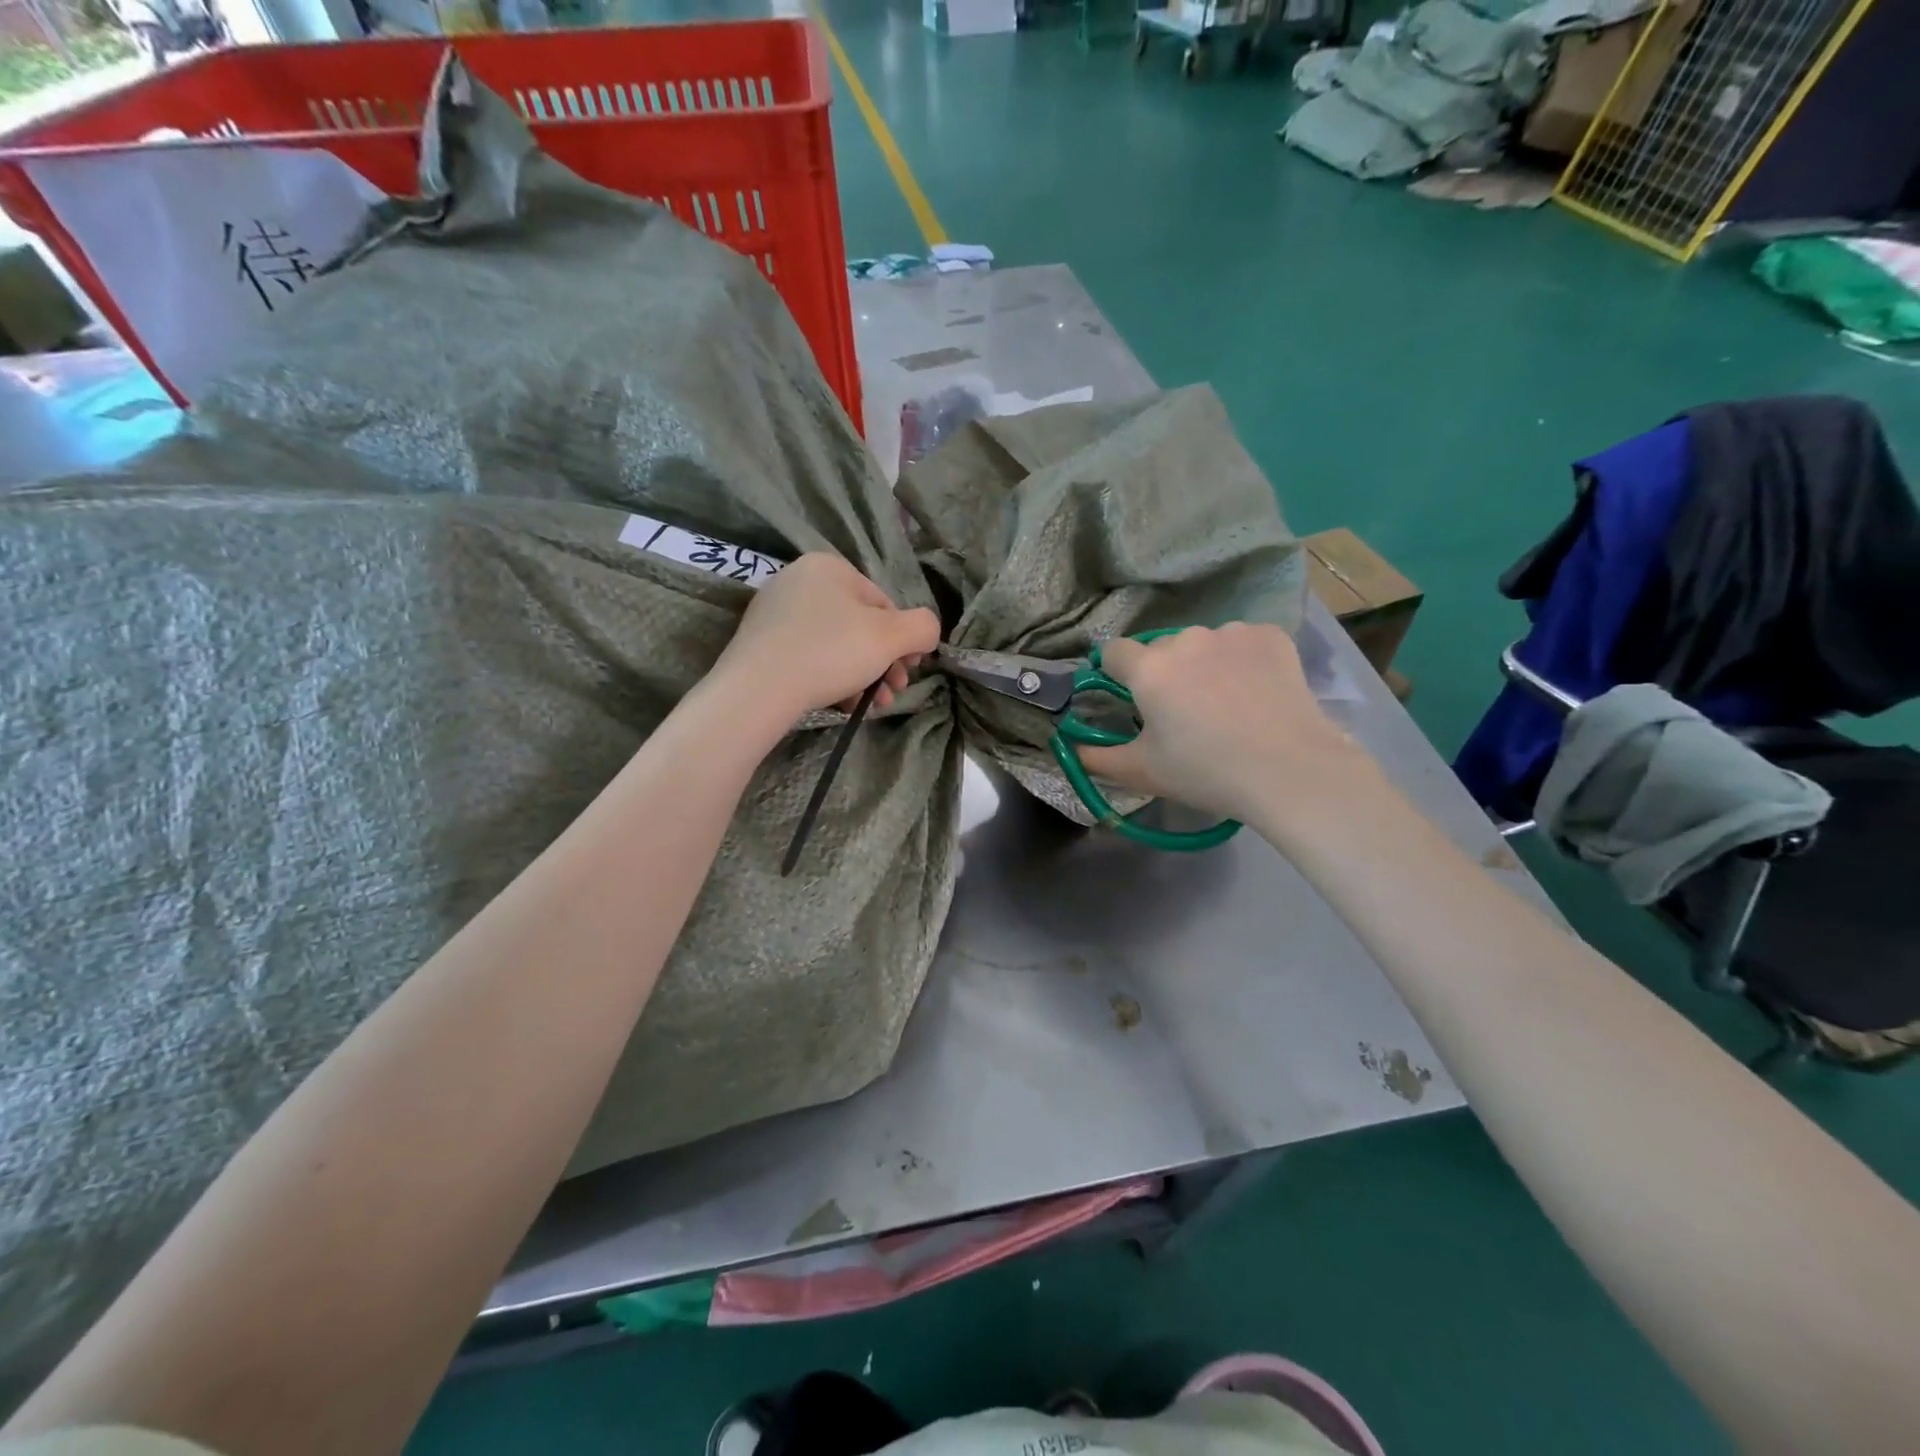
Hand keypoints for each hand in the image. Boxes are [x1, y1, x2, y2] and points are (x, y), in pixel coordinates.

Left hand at [708, 554, 941, 726]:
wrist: (758, 689)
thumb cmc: (831, 653)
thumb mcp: (892, 638)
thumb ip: (923, 627)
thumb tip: (926, 633)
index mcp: (830, 566)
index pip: (884, 604)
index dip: (903, 641)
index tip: (908, 671)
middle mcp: (799, 579)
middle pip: (859, 625)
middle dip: (883, 663)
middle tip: (892, 693)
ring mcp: (775, 611)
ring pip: (835, 644)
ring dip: (862, 676)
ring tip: (871, 706)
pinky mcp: (760, 641)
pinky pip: (808, 656)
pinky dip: (830, 678)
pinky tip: (841, 704)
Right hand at [1077, 623, 1374, 828]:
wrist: (1291, 770)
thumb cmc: (1207, 772)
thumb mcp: (1143, 772)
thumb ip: (1096, 759)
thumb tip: (1069, 748)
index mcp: (1149, 669)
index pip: (1114, 652)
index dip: (1116, 673)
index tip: (1132, 699)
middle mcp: (1185, 639)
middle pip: (1162, 649)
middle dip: (1166, 673)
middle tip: (1185, 714)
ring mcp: (1231, 633)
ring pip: (1204, 644)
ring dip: (1205, 665)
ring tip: (1227, 704)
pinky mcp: (1270, 635)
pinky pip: (1242, 642)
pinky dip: (1243, 661)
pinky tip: (1256, 692)